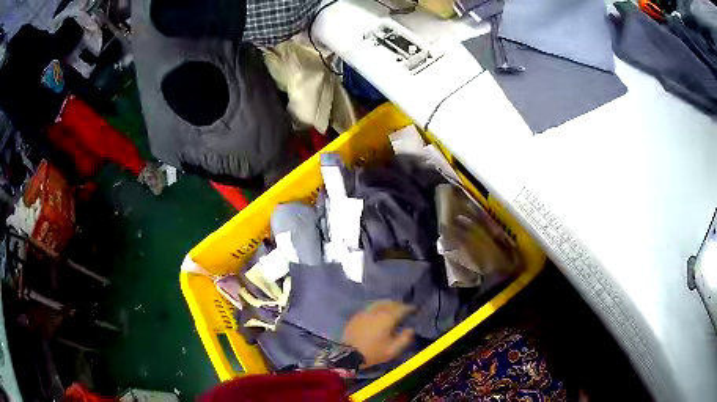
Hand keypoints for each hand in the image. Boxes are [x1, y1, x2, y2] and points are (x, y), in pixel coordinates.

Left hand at [342, 300, 414, 368]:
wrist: (349, 354)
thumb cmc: (373, 352)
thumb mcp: (393, 350)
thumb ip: (404, 339)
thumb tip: (411, 329)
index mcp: (387, 318)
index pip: (401, 308)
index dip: (409, 308)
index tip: (414, 309)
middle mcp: (376, 312)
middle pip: (390, 303)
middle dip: (398, 304)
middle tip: (404, 308)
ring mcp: (365, 312)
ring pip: (379, 303)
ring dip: (388, 304)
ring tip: (392, 309)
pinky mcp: (357, 316)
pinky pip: (370, 307)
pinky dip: (377, 307)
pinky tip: (378, 313)